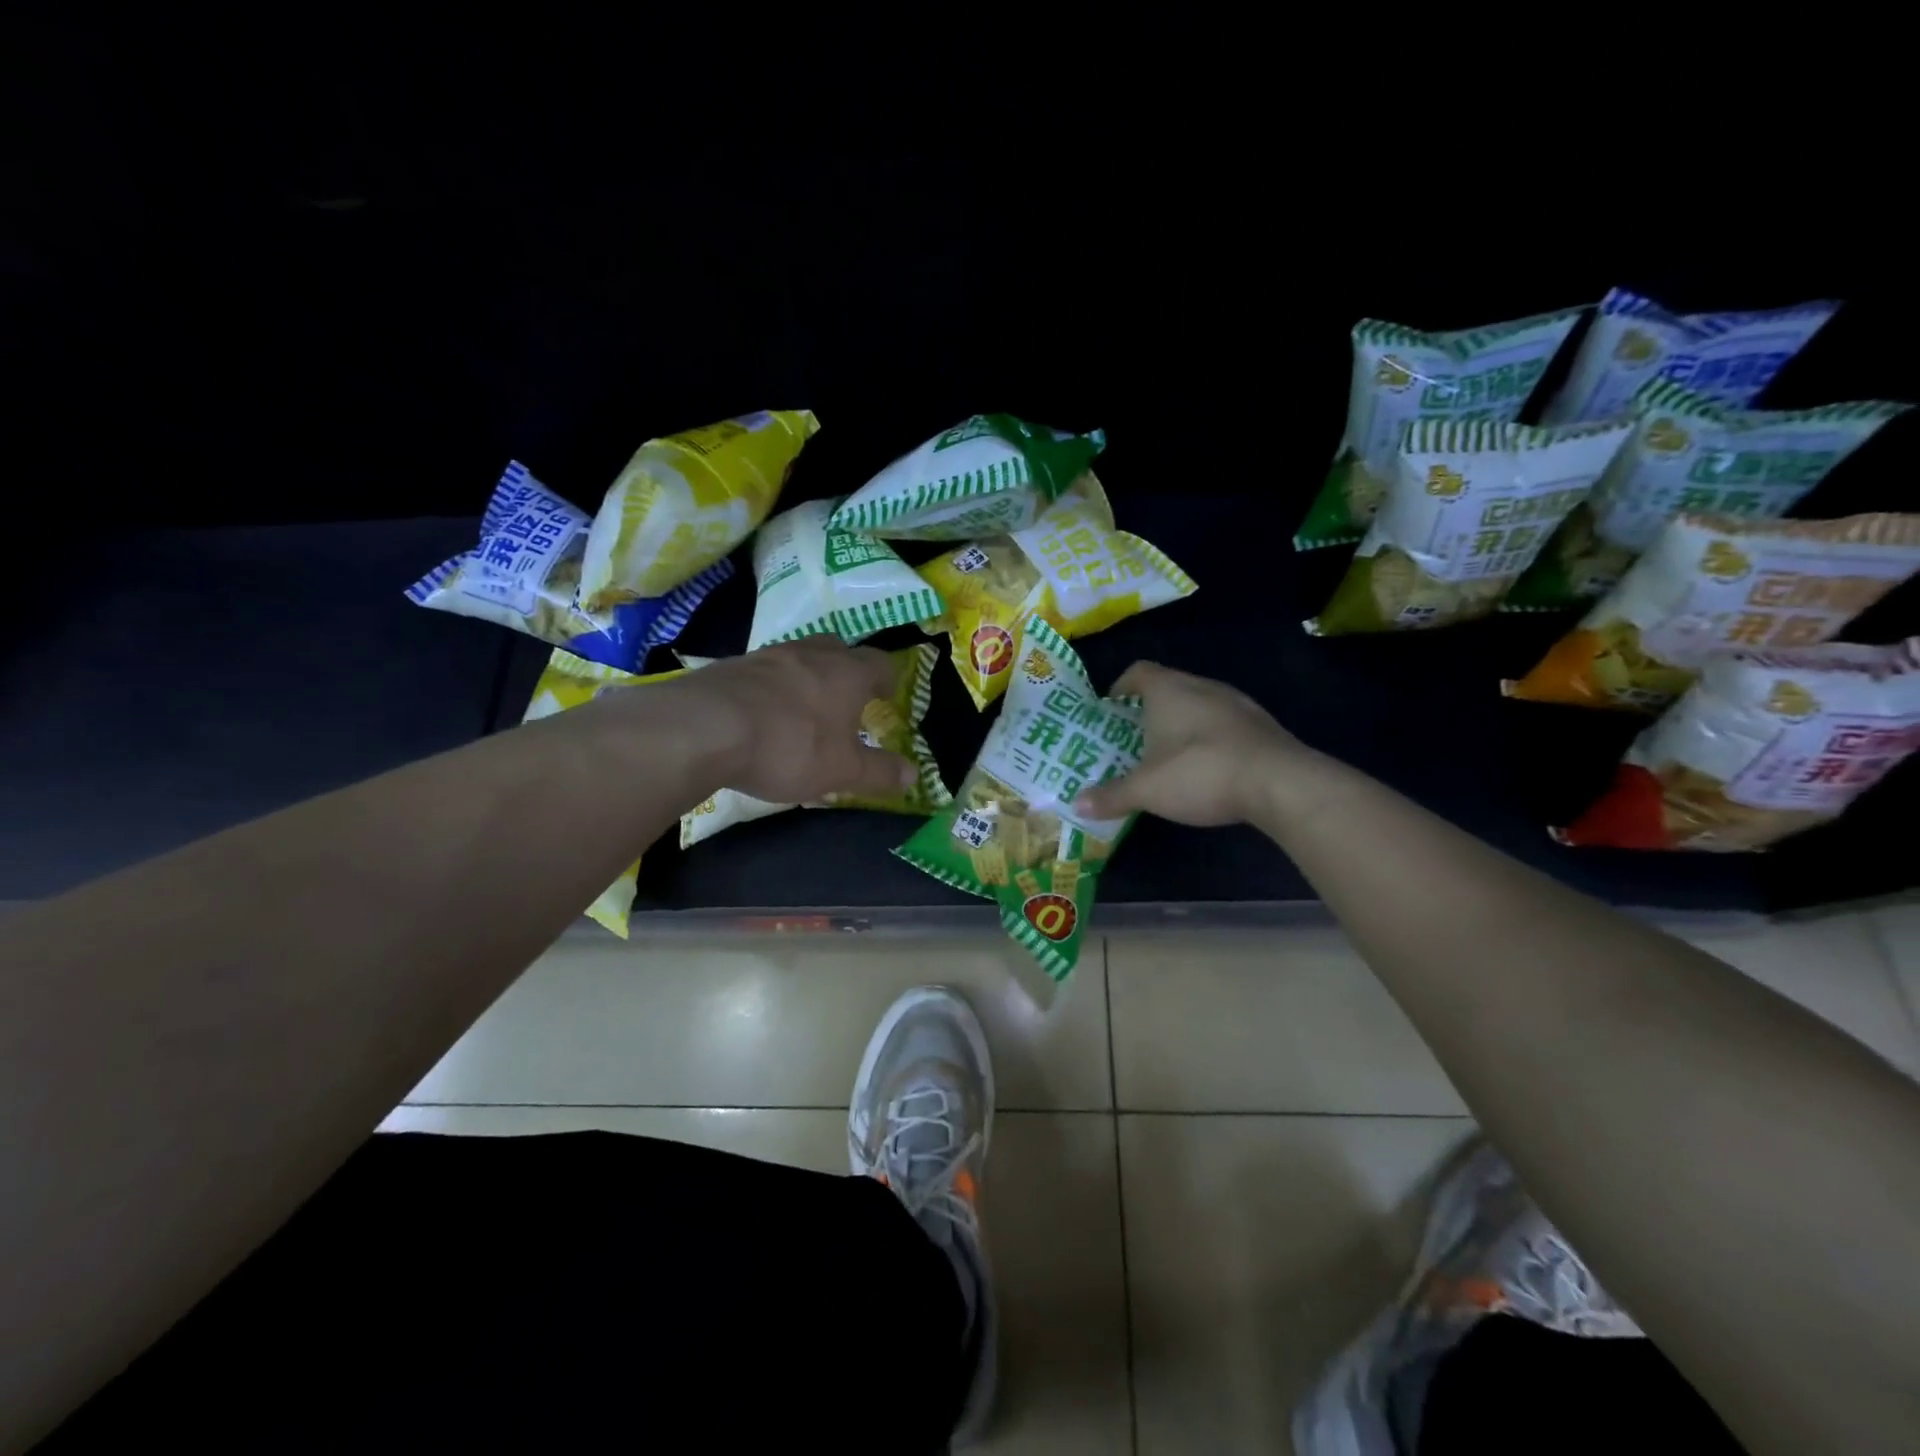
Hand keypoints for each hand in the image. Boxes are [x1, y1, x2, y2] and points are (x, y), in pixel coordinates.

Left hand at [639, 637, 919, 804]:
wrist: (705, 728)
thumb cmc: (790, 746)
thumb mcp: (842, 770)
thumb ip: (880, 772)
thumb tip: (914, 776)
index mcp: (847, 672)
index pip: (880, 662)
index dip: (887, 679)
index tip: (887, 697)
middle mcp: (811, 653)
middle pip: (838, 648)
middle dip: (847, 669)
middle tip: (848, 697)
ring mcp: (768, 655)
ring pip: (799, 656)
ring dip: (808, 676)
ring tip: (805, 706)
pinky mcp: (732, 665)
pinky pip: (765, 671)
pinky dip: (773, 687)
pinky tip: (763, 713)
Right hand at [1072, 661, 1312, 826]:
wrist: (1279, 783)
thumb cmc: (1200, 772)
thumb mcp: (1147, 789)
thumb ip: (1111, 795)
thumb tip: (1076, 805)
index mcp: (1169, 690)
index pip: (1138, 672)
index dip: (1121, 686)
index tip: (1110, 707)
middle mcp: (1202, 686)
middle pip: (1169, 686)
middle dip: (1149, 709)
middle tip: (1133, 736)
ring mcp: (1236, 703)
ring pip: (1199, 704)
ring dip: (1182, 723)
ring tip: (1168, 752)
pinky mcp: (1261, 725)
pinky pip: (1224, 723)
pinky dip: (1209, 738)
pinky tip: (1207, 766)